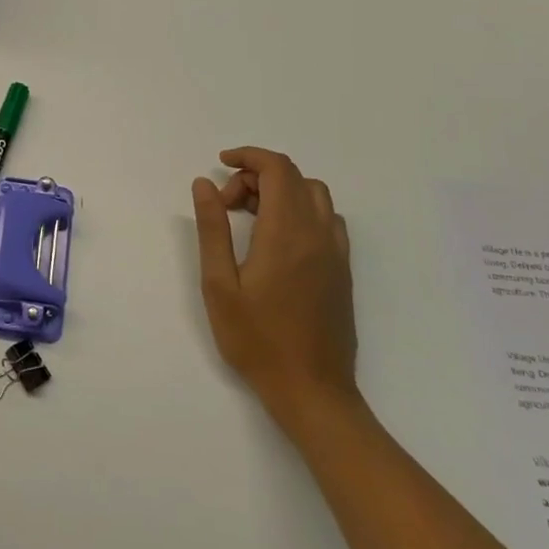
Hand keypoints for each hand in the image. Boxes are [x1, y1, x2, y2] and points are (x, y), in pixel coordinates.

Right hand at [191, 147, 358, 436]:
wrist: (312, 391)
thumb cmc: (257, 340)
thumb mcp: (219, 284)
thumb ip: (213, 228)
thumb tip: (206, 184)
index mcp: (286, 233)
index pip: (277, 169)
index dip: (248, 156)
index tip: (220, 164)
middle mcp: (317, 234)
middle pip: (294, 177)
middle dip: (256, 176)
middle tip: (227, 205)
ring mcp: (335, 253)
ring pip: (314, 195)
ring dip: (281, 191)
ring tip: (250, 218)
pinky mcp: (342, 271)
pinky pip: (327, 219)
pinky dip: (301, 210)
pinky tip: (278, 239)